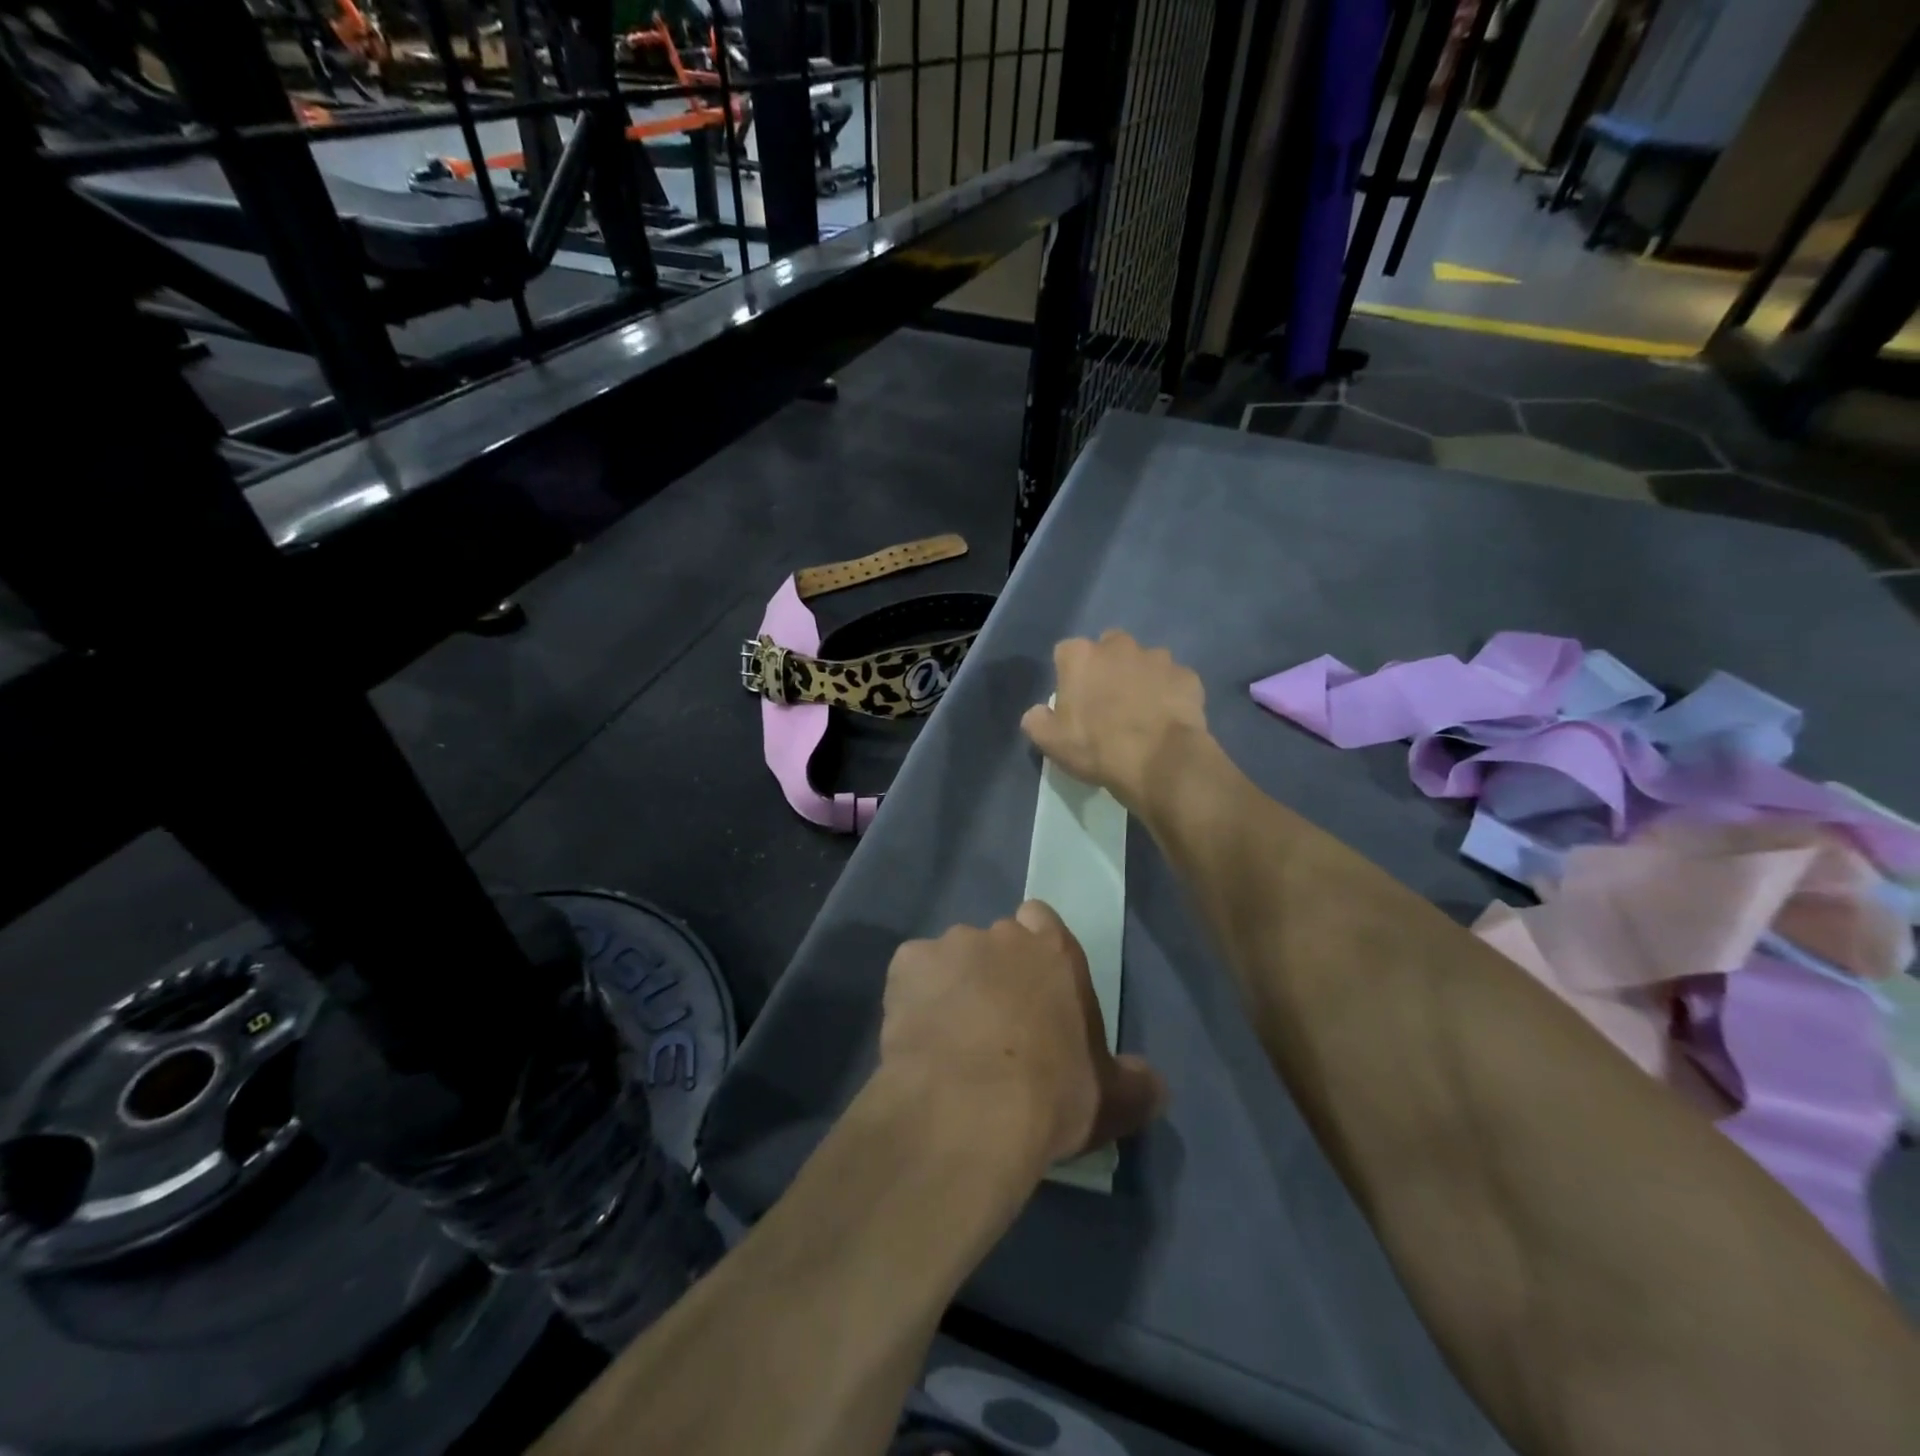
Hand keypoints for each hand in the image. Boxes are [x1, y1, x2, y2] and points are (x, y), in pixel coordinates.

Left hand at [880, 901, 1165, 1165]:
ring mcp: (951, 945)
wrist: (970, 1110)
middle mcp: (1002, 935)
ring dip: (952, 985)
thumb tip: (1154, 1084)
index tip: (1033, 989)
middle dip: (993, 972)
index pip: (1042, 920)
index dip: (1035, 949)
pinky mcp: (907, 964)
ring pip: (950, 957)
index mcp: (1054, 951)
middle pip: (995, 941)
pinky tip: (917, 1036)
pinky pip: (911, 974)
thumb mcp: (1111, 1101)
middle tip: (992, 1024)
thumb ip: (1137, 1083)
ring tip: (949, 1037)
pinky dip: (913, 997)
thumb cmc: (1051, 1097)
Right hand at [1020, 630, 1208, 814]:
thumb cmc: (1097, 747)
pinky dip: (1170, 694)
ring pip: (1145, 662)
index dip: (1069, 675)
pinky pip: (1174, 681)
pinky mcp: (1188, 676)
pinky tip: (1167, 719)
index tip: (1074, 701)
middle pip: (1108, 648)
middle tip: (1108, 703)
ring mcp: (1158, 658)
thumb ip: (1036, 720)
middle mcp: (1119, 646)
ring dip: (1141, 678)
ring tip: (1143, 712)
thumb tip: (1038, 712)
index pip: (1066, 653)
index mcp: (1081, 656)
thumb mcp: (1050, 742)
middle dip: (1108, 667)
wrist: (1159, 762)